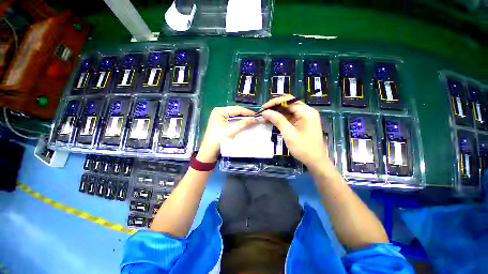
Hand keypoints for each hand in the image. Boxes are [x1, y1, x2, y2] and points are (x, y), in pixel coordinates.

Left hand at [197, 106, 255, 162]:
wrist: (209, 150)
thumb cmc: (218, 139)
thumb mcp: (231, 130)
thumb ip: (243, 124)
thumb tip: (255, 119)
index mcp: (219, 110)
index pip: (236, 109)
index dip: (247, 112)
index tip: (257, 115)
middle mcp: (219, 111)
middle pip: (236, 111)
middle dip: (245, 115)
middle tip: (255, 118)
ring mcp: (220, 117)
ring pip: (235, 116)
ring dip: (243, 118)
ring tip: (252, 120)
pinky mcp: (221, 122)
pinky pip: (232, 120)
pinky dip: (239, 121)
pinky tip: (244, 123)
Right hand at [261, 95, 328, 170]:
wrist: (315, 161)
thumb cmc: (303, 148)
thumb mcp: (289, 134)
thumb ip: (278, 120)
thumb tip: (266, 111)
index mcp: (306, 112)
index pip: (288, 100)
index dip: (274, 102)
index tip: (263, 108)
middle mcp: (306, 111)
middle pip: (288, 103)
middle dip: (275, 107)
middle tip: (263, 112)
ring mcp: (305, 117)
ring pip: (288, 110)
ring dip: (276, 112)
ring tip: (265, 116)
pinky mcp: (302, 122)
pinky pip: (290, 116)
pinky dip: (280, 118)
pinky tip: (272, 120)